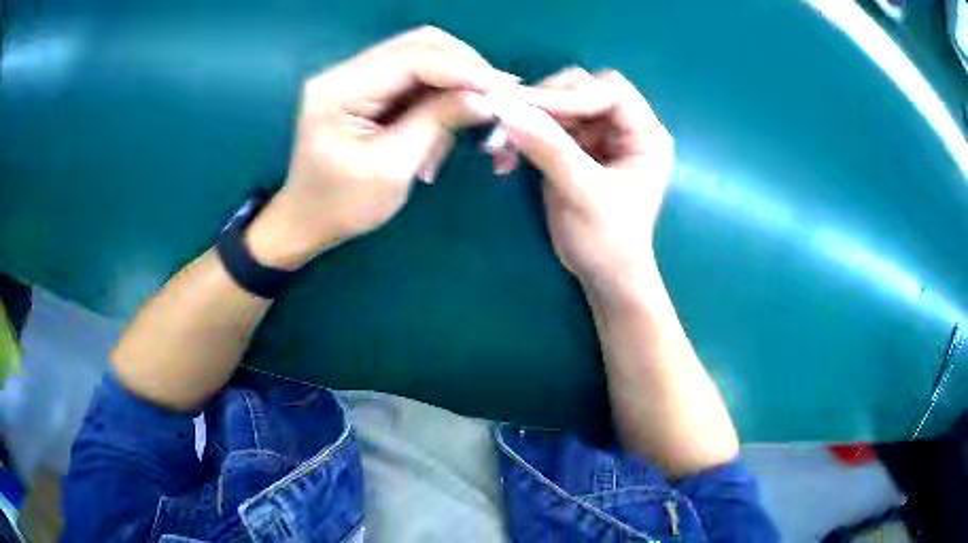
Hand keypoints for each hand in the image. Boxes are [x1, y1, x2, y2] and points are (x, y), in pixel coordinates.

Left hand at [247, 27, 516, 268]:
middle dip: (464, 67)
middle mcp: (345, 70)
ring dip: (454, 82)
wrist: (307, 220)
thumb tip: (486, 97)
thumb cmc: (342, 205)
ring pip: (422, 57)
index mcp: (339, 88)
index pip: (413, 58)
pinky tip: (445, 123)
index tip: (506, 88)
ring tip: (471, 116)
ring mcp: (355, 76)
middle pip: (419, 45)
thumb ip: (437, 123)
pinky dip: (438, 95)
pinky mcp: (365, 87)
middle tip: (497, 96)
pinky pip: (414, 77)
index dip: (464, 69)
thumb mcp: (392, 167)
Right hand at [498, 68, 673, 297]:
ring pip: (560, 103)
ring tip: (502, 144)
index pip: (610, 90)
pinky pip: (546, 124)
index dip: (571, 93)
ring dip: (528, 118)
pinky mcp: (577, 147)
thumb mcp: (584, 195)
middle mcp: (625, 127)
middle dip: (546, 102)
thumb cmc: (609, 241)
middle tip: (512, 121)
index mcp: (645, 134)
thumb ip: (552, 150)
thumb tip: (510, 112)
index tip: (528, 108)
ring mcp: (600, 135)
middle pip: (583, 87)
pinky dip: (524, 134)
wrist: (604, 274)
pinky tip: (505, 157)